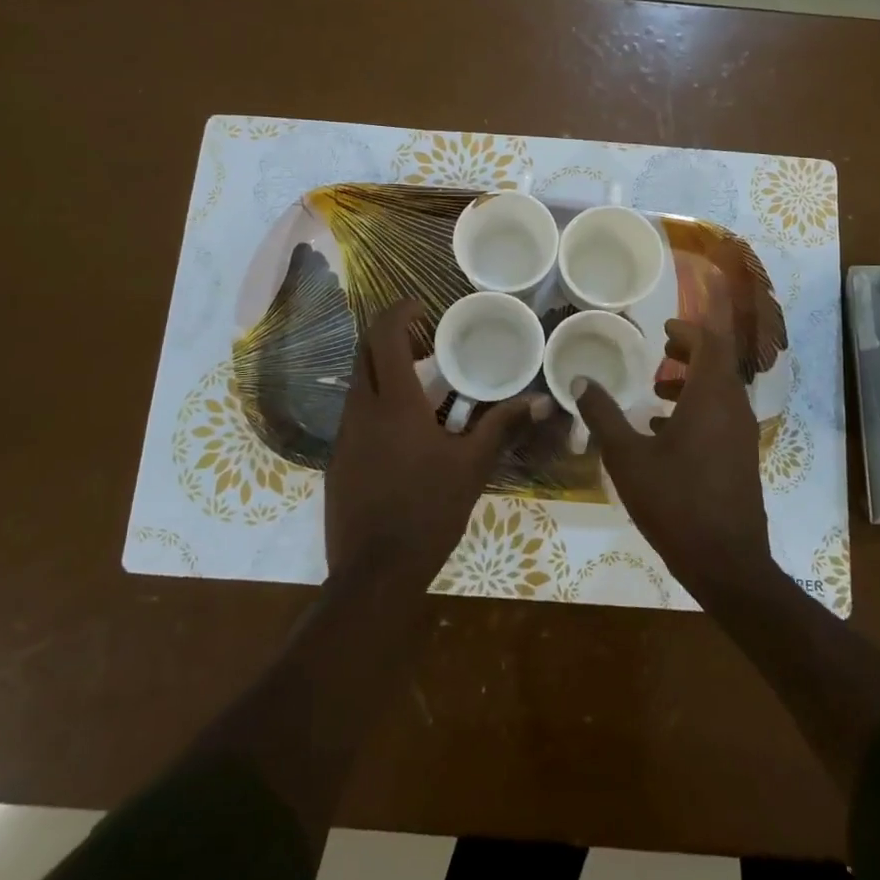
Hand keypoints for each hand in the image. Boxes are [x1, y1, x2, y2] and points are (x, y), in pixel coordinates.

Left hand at [327, 299, 542, 588]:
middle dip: (389, 337)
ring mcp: (344, 437)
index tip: (419, 305)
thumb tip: (541, 401)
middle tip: (424, 341)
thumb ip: (501, 427)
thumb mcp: (471, 467)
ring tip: (422, 385)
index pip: (383, 337)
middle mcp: (361, 410)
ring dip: (383, 373)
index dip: (397, 312)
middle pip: (364, 354)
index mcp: (394, 403)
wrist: (374, 574)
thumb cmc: (428, 511)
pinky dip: (377, 404)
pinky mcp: (338, 461)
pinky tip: (404, 432)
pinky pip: (356, 416)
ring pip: (358, 385)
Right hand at [576, 299, 771, 603]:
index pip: (710, 344)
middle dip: (689, 353)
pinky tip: (665, 433)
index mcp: (711, 397)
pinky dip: (698, 410)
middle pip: (718, 364)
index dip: (688, 330)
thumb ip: (602, 415)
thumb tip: (579, 380)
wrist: (726, 563)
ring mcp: (742, 436)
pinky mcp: (742, 459)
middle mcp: (734, 409)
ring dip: (692, 383)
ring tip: (656, 392)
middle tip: (660, 352)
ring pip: (720, 392)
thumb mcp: (626, 457)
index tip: (663, 329)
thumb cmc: (674, 501)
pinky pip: (722, 418)